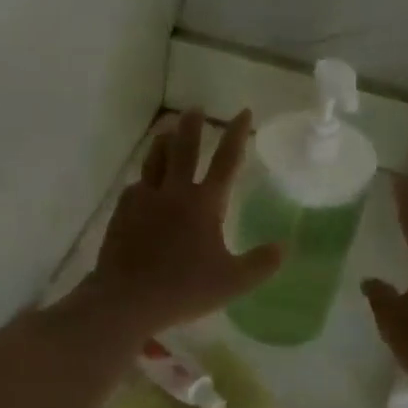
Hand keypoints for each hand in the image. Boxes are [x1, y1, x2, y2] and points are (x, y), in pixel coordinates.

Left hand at [83, 110, 282, 335]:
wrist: (127, 299)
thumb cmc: (184, 289)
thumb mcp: (233, 282)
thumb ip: (261, 263)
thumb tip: (284, 246)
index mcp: (204, 204)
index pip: (226, 161)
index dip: (237, 135)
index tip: (243, 112)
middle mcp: (174, 193)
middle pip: (184, 149)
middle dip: (193, 127)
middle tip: (195, 109)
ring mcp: (145, 200)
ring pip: (155, 161)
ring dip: (163, 143)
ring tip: (166, 130)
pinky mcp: (122, 213)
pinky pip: (135, 186)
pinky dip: (144, 178)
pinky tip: (142, 183)